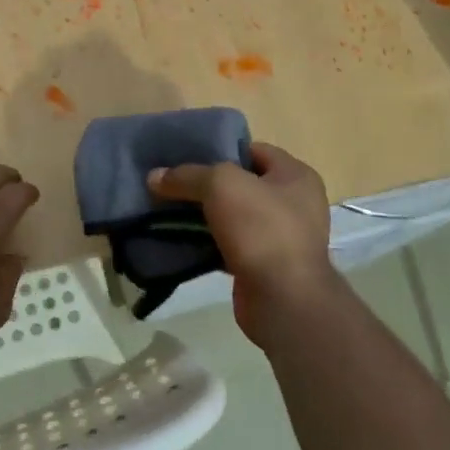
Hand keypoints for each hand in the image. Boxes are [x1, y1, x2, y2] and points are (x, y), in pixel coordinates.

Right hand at [146, 141, 335, 343]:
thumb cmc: (261, 227)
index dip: (220, 149)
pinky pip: (230, 246)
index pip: (253, 150)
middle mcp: (294, 204)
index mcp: (295, 176)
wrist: (283, 299)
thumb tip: (154, 176)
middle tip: (174, 184)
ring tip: (169, 211)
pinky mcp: (264, 266)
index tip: (187, 156)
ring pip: (234, 217)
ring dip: (205, 216)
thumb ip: (187, 176)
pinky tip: (180, 241)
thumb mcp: (220, 185)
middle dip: (207, 185)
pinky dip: (207, 244)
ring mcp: (281, 238)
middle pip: (241, 184)